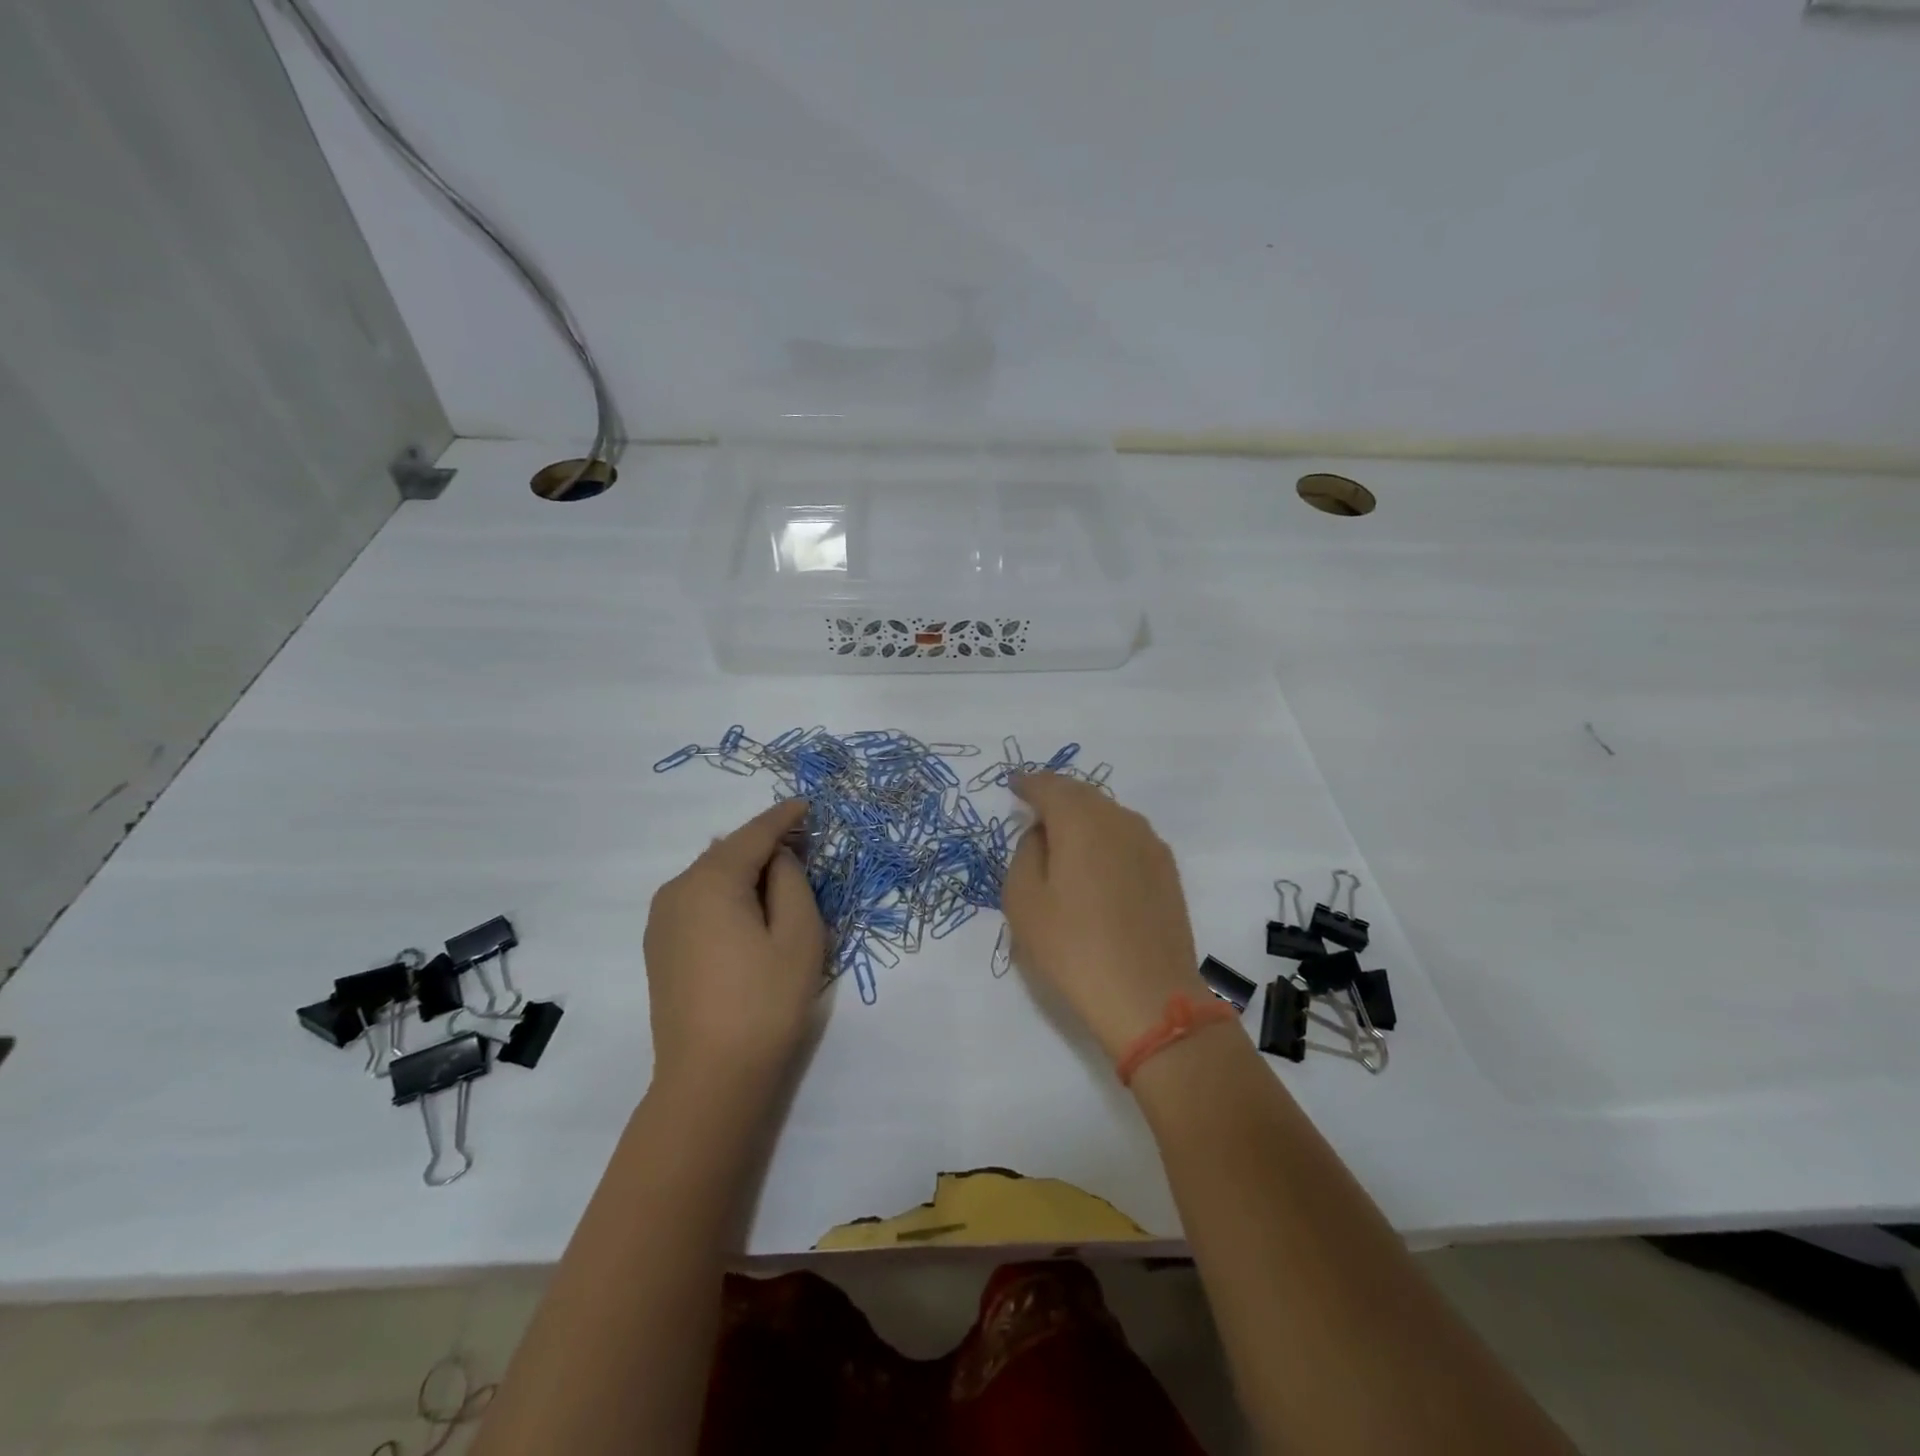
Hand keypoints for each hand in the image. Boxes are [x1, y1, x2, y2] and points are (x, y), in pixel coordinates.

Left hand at [644, 800, 827, 1088]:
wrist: (710, 1080)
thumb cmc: (766, 1002)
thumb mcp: (799, 934)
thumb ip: (791, 881)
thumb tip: (777, 858)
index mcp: (710, 882)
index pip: (753, 835)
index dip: (784, 817)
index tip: (807, 804)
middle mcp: (676, 891)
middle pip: (727, 851)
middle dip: (765, 843)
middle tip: (805, 846)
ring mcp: (662, 922)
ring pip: (711, 877)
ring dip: (746, 870)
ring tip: (782, 880)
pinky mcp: (661, 948)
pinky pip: (699, 901)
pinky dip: (727, 894)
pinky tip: (750, 911)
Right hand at [1002, 773, 1205, 1061]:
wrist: (1149, 997)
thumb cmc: (1074, 947)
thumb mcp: (1023, 901)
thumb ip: (1026, 853)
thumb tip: (1042, 833)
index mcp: (1080, 820)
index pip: (1049, 785)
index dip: (1028, 783)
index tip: (1014, 786)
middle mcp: (1119, 819)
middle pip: (1081, 794)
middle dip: (1056, 797)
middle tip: (1034, 810)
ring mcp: (1149, 843)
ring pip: (1107, 814)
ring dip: (1083, 818)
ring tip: (1063, 839)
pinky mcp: (1166, 869)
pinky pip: (1127, 837)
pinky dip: (1105, 839)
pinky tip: (1096, 865)